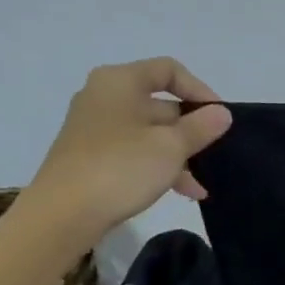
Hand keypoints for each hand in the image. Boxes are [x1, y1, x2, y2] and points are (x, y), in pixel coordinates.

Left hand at [26, 58, 231, 241]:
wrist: (63, 214)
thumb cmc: (121, 168)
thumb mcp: (171, 147)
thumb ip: (201, 127)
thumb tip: (221, 113)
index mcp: (120, 82)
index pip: (169, 70)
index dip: (199, 90)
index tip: (219, 117)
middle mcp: (104, 97)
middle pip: (160, 104)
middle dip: (191, 129)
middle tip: (216, 152)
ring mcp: (95, 128)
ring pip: (150, 133)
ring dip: (179, 154)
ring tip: (202, 184)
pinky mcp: (92, 156)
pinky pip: (135, 152)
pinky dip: (159, 166)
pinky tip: (183, 192)